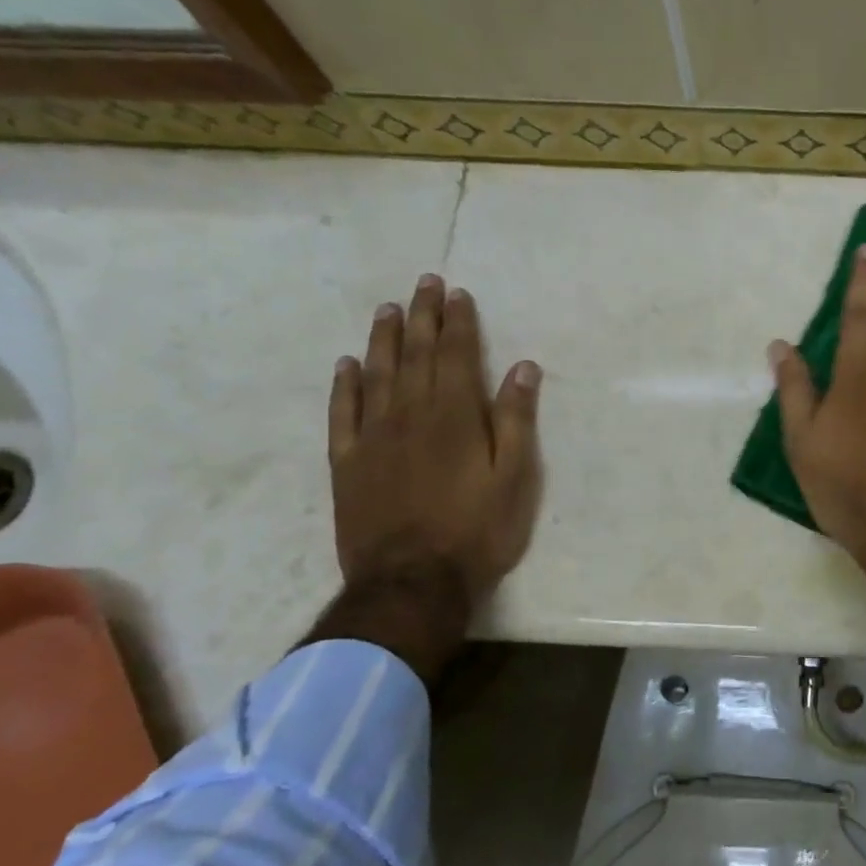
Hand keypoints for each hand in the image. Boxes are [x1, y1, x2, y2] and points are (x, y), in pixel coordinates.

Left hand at [310, 274, 542, 680]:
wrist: (412, 581)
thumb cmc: (477, 531)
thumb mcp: (515, 478)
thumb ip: (516, 420)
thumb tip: (522, 368)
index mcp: (455, 417)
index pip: (456, 356)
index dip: (458, 323)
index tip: (457, 293)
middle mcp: (410, 415)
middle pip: (415, 355)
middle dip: (422, 317)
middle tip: (424, 283)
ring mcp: (373, 438)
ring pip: (377, 375)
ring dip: (384, 339)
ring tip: (388, 309)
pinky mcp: (348, 463)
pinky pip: (342, 414)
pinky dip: (345, 386)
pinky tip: (348, 366)